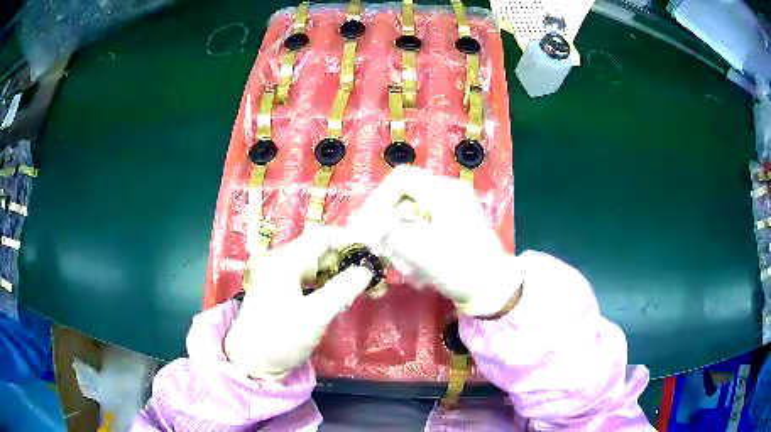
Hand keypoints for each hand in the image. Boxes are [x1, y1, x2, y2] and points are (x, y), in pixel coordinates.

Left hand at [224, 228, 373, 378]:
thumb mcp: (314, 316)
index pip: (322, 237)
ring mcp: (281, 277)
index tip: (375, 252)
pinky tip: (346, 295)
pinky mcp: (283, 291)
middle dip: (350, 261)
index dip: (350, 240)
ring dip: (342, 274)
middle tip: (376, 275)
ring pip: (318, 266)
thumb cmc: (280, 338)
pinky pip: (311, 280)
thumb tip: (366, 271)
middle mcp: (281, 262)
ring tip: (368, 287)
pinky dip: (330, 284)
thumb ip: (341, 290)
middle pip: (321, 251)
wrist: (251, 362)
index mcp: (285, 261)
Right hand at [356, 166, 518, 316]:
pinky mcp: (452, 226)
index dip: (379, 199)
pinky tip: (416, 267)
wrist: (492, 290)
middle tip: (381, 249)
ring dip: (401, 239)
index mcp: (444, 191)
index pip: (401, 179)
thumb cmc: (460, 267)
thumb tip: (370, 226)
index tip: (369, 225)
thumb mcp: (420, 250)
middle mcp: (448, 194)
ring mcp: (452, 210)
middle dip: (389, 224)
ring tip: (402, 264)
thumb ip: (389, 232)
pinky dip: (413, 245)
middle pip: (405, 198)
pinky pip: (423, 228)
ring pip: (411, 216)